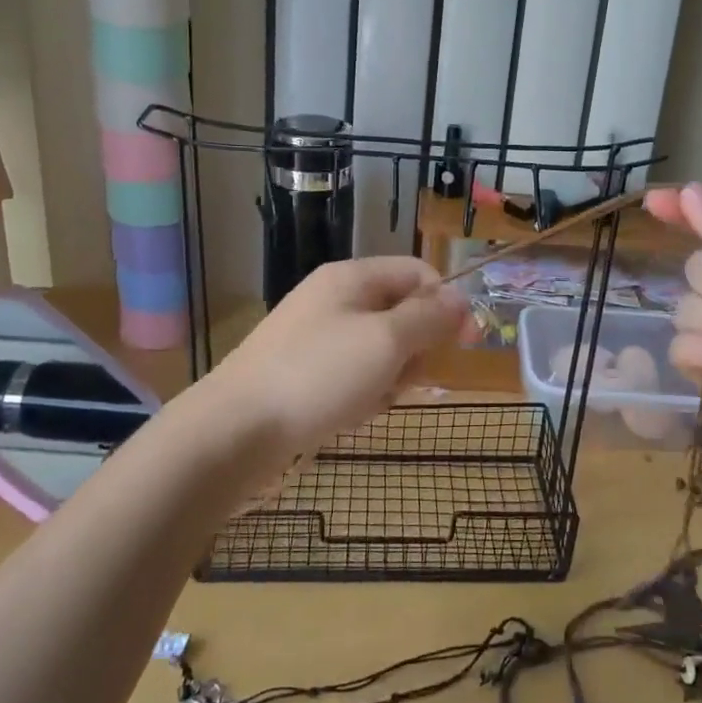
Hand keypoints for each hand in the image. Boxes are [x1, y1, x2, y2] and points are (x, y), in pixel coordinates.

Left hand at [193, 257, 471, 479]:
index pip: (418, 273)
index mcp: (352, 277)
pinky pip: (354, 372)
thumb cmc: (318, 375)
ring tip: (375, 400)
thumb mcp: (386, 341)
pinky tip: (353, 413)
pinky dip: (364, 391)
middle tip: (408, 378)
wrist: (235, 429)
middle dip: (417, 346)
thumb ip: (429, 317)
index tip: (466, 344)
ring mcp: (316, 335)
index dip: (447, 303)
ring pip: (380, 347)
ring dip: (392, 374)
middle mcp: (334, 298)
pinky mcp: (304, 370)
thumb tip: (461, 299)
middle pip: (401, 311)